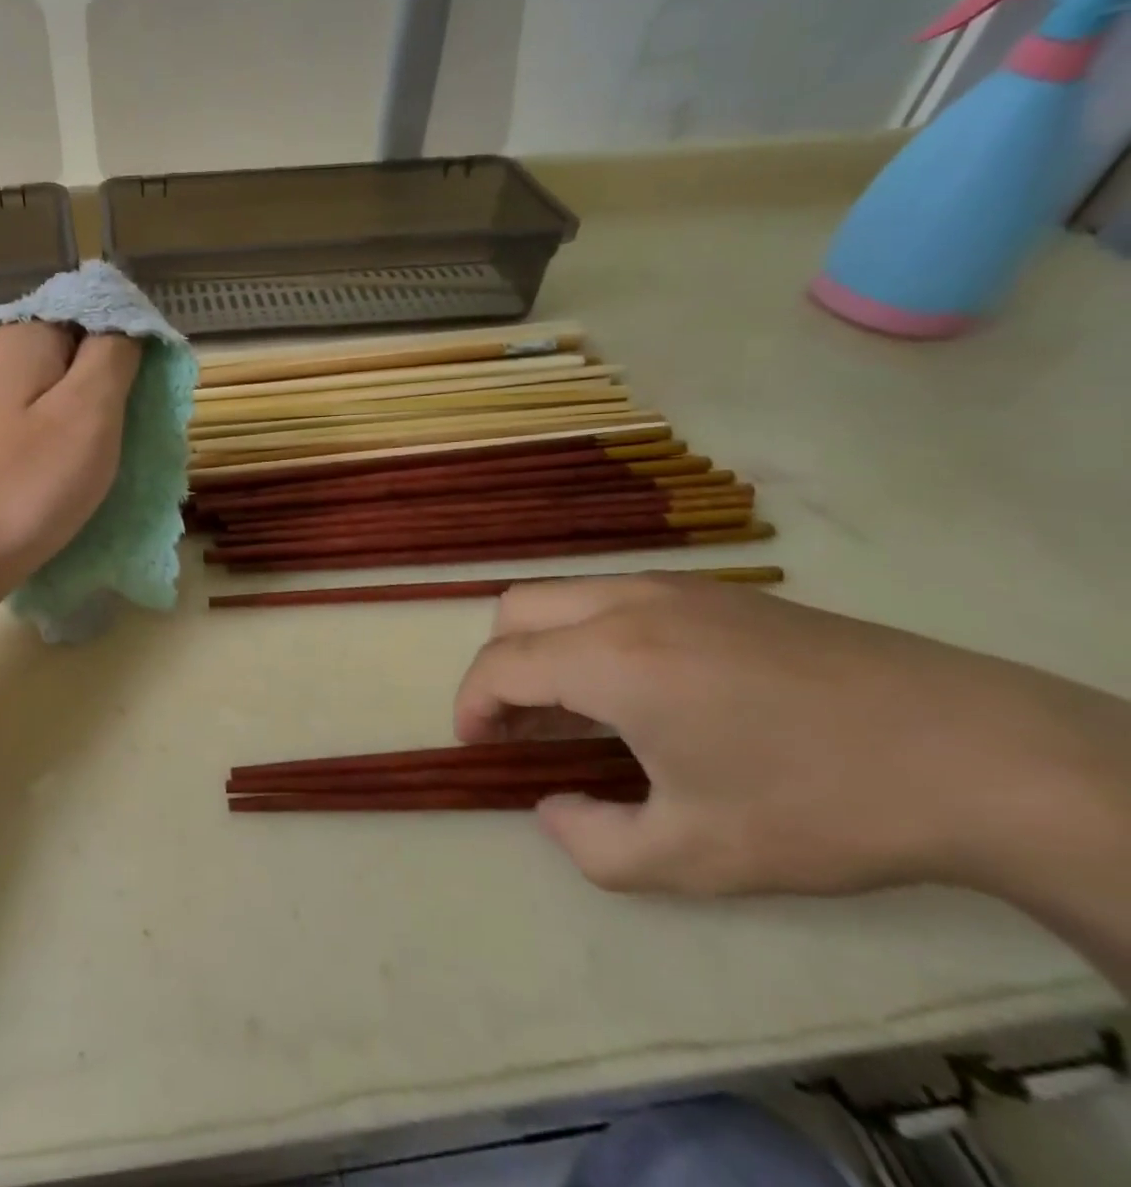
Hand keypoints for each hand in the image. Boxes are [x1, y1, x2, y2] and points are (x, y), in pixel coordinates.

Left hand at [0, 323, 140, 584]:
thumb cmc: (30, 481)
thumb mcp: (89, 409)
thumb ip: (115, 353)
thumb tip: (127, 322)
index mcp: (25, 336)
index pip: (96, 309)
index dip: (133, 340)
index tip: (152, 388)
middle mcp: (6, 357)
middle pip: (82, 348)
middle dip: (118, 382)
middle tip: (137, 426)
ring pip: (70, 388)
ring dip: (101, 415)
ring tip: (115, 453)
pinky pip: (52, 419)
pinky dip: (77, 437)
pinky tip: (85, 467)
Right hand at [453, 575, 1130, 900]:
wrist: (975, 753)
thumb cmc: (818, 806)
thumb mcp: (696, 858)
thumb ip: (594, 845)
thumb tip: (551, 810)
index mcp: (610, 659)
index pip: (500, 663)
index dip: (471, 704)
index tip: (476, 746)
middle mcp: (626, 604)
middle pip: (516, 609)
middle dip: (498, 665)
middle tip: (519, 725)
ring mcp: (674, 588)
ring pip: (565, 596)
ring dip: (545, 646)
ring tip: (577, 712)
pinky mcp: (716, 592)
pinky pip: (615, 598)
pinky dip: (590, 634)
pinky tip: (641, 691)